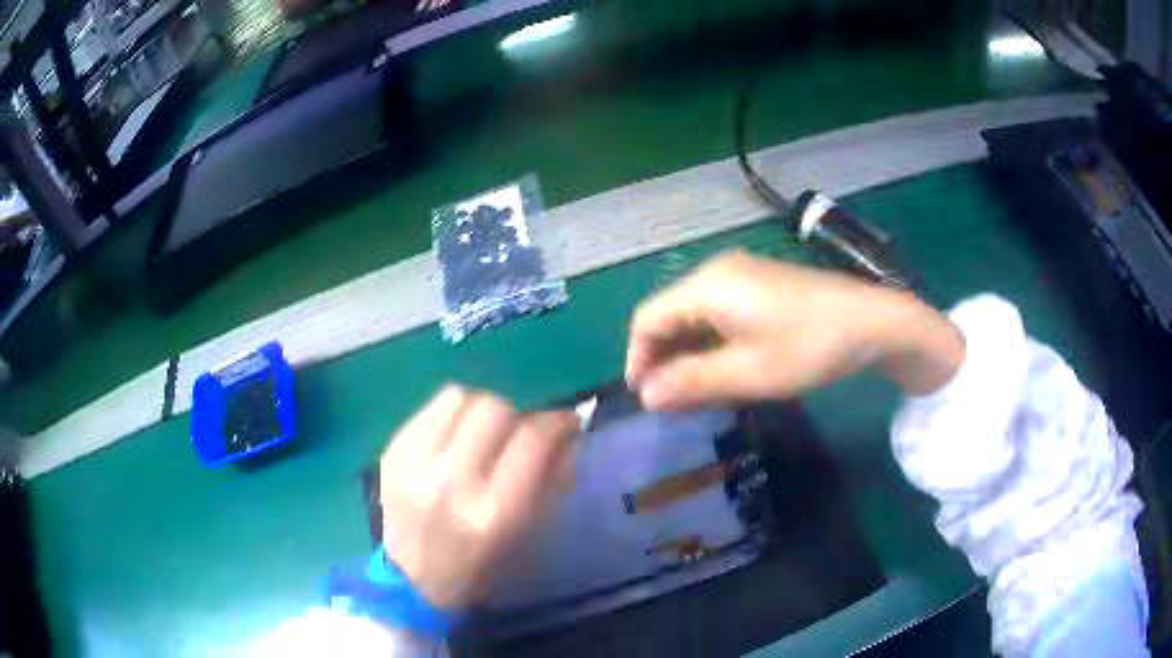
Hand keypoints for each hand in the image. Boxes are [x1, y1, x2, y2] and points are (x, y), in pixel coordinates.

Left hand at [380, 385, 578, 609]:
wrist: (411, 579)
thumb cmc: (479, 566)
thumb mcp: (527, 535)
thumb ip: (552, 480)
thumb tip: (566, 431)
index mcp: (493, 513)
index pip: (532, 441)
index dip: (557, 422)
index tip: (565, 422)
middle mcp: (450, 482)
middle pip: (494, 410)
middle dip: (517, 415)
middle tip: (518, 432)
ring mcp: (414, 464)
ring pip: (459, 398)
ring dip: (481, 410)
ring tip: (482, 432)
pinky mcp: (391, 452)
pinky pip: (430, 409)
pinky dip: (452, 415)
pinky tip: (454, 437)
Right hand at [626, 251, 963, 409]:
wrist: (873, 320)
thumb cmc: (809, 347)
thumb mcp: (749, 373)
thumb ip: (692, 383)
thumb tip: (646, 396)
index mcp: (707, 286)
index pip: (647, 319)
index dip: (637, 359)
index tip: (643, 399)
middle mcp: (716, 271)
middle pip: (668, 313)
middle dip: (661, 357)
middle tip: (667, 400)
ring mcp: (740, 274)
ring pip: (692, 313)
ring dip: (685, 351)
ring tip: (690, 390)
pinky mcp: (759, 283)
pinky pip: (716, 310)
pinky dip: (708, 340)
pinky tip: (720, 366)